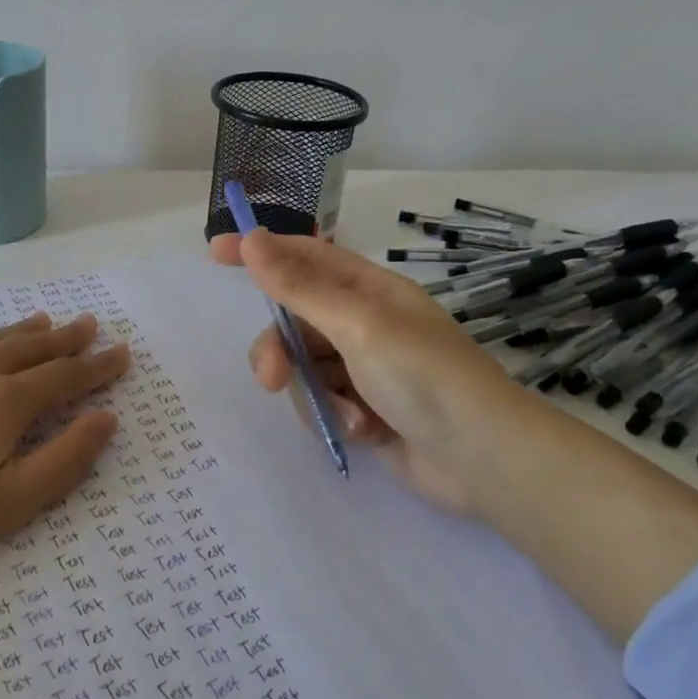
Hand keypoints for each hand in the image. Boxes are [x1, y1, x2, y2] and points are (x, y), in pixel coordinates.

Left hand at [0, 311, 129, 698]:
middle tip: (90, 324)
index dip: (97, 367)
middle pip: (33, 348)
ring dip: (25, 330)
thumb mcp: (6, 504)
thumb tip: (105, 419)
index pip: (65, 378)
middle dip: (67, 339)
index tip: (121, 353)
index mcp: (6, 403)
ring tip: (47, 319)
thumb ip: (63, 460)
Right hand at [208, 229, 535, 519]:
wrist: (482, 459)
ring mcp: (363, 368)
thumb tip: (251, 239)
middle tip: (269, 378)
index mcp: (368, 290)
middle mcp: (362, 323)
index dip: (260, 250)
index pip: (303, 256)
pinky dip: (337, 418)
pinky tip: (366, 432)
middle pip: (294, 323)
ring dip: (316, 395)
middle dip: (279, 351)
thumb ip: (299, 287)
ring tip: (348, 417)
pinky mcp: (363, 409)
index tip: (215, 252)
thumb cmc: (424, 376)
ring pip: (303, 369)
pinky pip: (323, 404)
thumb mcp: (357, 325)